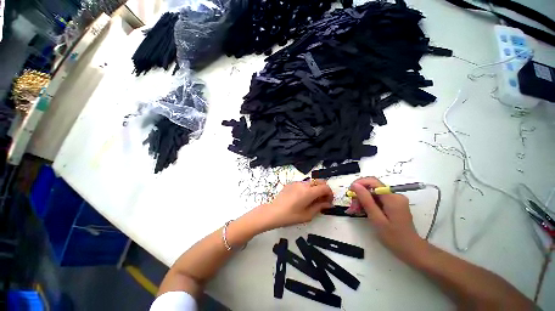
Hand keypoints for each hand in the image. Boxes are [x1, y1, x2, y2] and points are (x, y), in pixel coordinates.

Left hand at [259, 180, 332, 229]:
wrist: (273, 212)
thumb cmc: (291, 216)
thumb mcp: (308, 215)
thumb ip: (320, 207)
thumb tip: (328, 204)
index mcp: (309, 192)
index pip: (325, 187)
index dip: (330, 194)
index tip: (329, 201)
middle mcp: (304, 184)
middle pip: (319, 182)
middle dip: (324, 190)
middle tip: (322, 200)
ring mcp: (296, 182)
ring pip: (311, 182)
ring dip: (315, 189)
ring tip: (312, 200)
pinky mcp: (291, 183)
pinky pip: (303, 184)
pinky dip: (307, 188)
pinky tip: (302, 197)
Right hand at [349, 177, 426, 260]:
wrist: (412, 250)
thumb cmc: (394, 238)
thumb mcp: (377, 219)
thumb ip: (366, 200)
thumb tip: (355, 185)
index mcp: (393, 198)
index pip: (373, 181)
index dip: (359, 183)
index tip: (350, 192)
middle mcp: (395, 195)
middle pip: (373, 187)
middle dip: (360, 193)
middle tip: (352, 205)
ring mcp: (395, 199)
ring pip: (374, 193)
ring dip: (363, 199)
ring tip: (356, 210)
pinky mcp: (394, 204)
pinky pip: (378, 198)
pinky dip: (369, 203)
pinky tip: (363, 211)